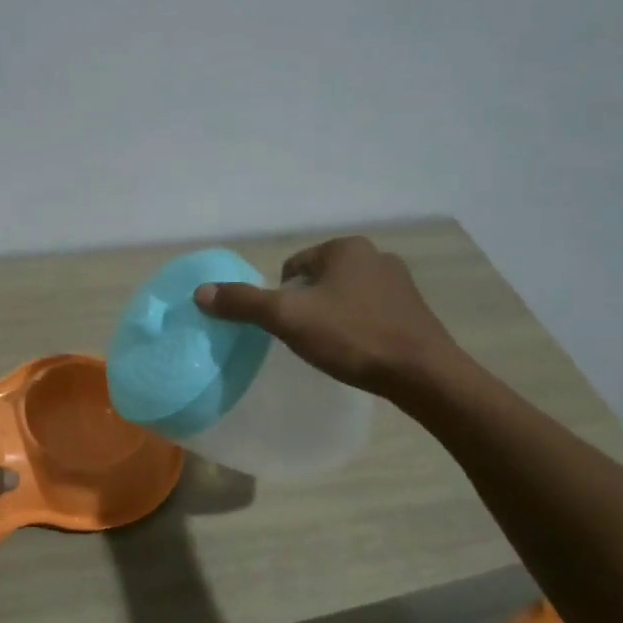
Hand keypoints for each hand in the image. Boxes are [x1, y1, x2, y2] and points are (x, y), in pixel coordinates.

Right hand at [193, 236, 461, 398]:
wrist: (423, 374)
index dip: (281, 297)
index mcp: (345, 248)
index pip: (293, 267)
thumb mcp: (288, 318)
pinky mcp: (414, 311)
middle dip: (307, 306)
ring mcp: (400, 283)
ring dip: (332, 317)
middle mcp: (375, 256)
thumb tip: (200, 293)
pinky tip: (357, 352)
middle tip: (304, 338)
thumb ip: (243, 303)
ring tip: (331, 348)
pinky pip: (370, 313)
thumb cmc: (352, 337)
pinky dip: (357, 328)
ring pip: (344, 297)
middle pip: (318, 281)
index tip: (286, 326)